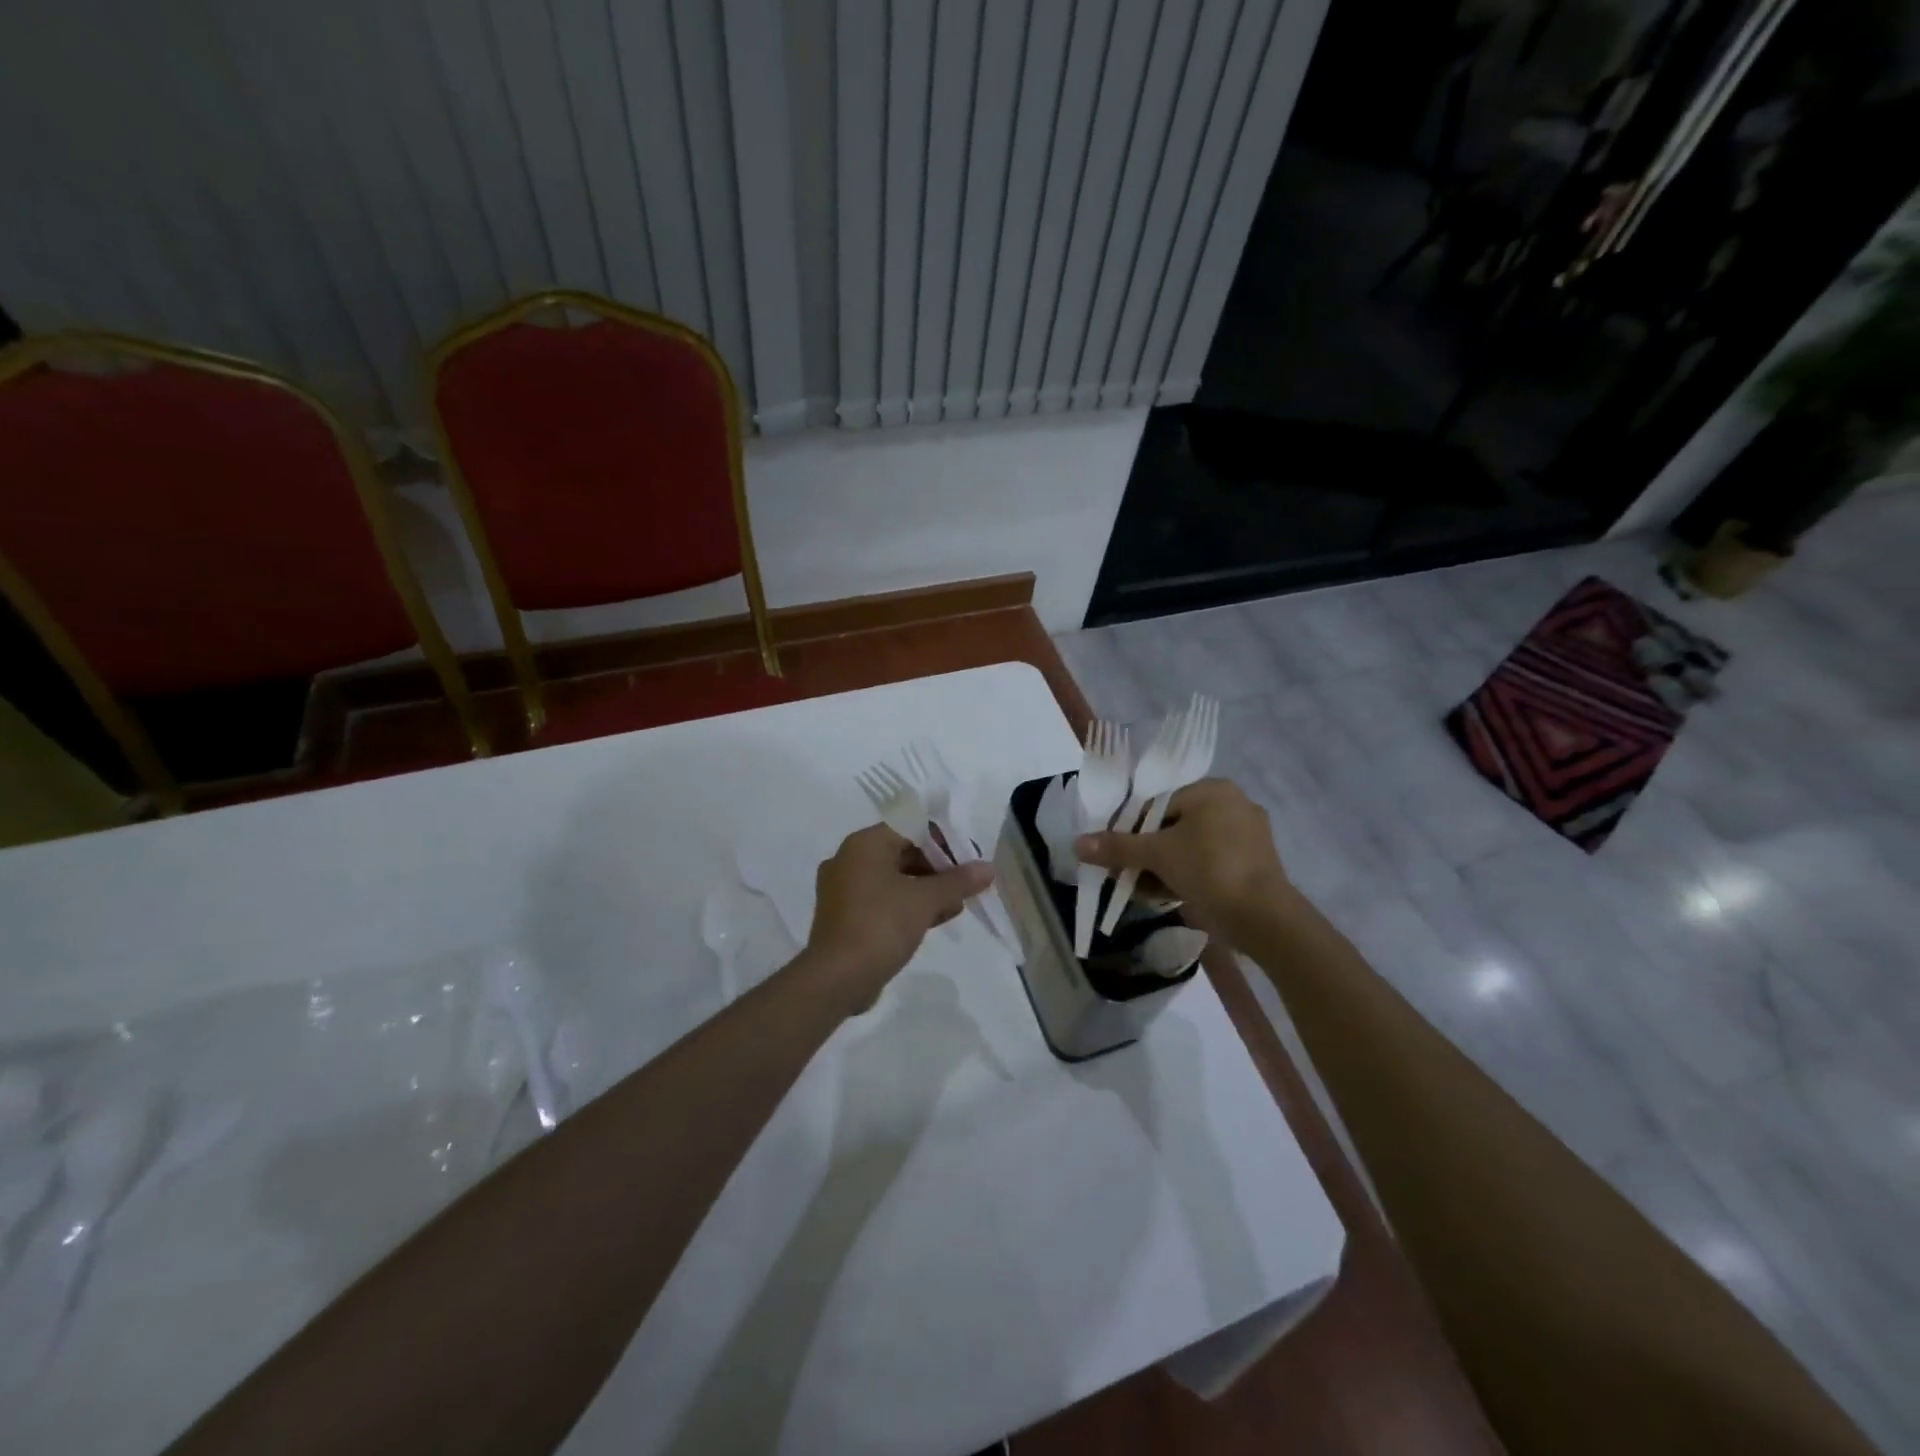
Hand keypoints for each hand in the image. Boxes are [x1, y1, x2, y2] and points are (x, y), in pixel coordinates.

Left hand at [800, 824, 993, 1008]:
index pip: (910, 827)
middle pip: (902, 852)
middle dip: (938, 868)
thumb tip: (988, 868)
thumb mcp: (925, 900)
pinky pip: (882, 900)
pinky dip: (907, 905)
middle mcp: (849, 859)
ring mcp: (843, 889)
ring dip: (926, 889)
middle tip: (966, 884)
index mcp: (864, 844)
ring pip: (894, 878)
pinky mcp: (844, 916)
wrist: (836, 978)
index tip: (968, 860)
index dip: (944, 841)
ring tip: (957, 904)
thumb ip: (958, 881)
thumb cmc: (881, 925)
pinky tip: (935, 919)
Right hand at [1074, 778, 1290, 944]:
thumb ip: (1117, 847)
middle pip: (1171, 826)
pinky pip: (1208, 864)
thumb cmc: (1209, 869)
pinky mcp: (1253, 865)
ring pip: (1189, 847)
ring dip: (1161, 868)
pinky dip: (1186, 876)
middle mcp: (1232, 805)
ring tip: (1140, 890)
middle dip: (1145, 853)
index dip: (1129, 829)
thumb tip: (1077, 843)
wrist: (1264, 917)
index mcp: (1212, 790)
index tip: (1112, 853)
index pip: (1157, 803)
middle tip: (1123, 875)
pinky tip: (1166, 896)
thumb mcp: (1157, 854)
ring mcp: (1247, 837)